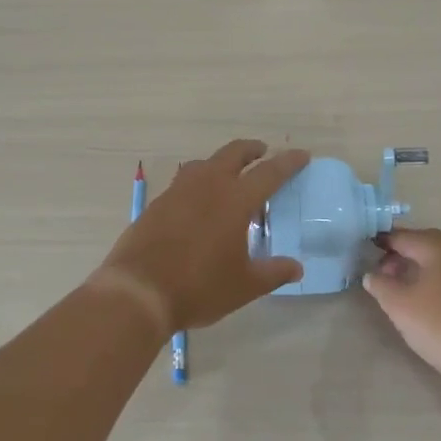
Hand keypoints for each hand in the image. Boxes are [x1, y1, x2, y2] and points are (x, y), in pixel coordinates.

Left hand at [93, 139, 309, 335]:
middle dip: (251, 149)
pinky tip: (198, 202)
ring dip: (221, 162)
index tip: (302, 155)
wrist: (139, 291)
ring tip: (229, 176)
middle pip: (233, 154)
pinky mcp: (157, 203)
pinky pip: (184, 181)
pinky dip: (198, 181)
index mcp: (235, 200)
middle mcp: (207, 186)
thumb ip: (273, 272)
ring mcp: (178, 191)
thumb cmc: (199, 287)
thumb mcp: (244, 285)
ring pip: (204, 163)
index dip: (288, 163)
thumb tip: (296, 267)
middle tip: (263, 152)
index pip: (269, 173)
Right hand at [362, 228, 440, 379]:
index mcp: (439, 246)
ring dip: (423, 268)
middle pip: (425, 244)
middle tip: (386, 275)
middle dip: (403, 255)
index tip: (367, 253)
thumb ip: (381, 286)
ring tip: (408, 291)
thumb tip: (372, 274)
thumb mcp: (401, 307)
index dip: (382, 243)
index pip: (403, 236)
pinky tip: (435, 300)